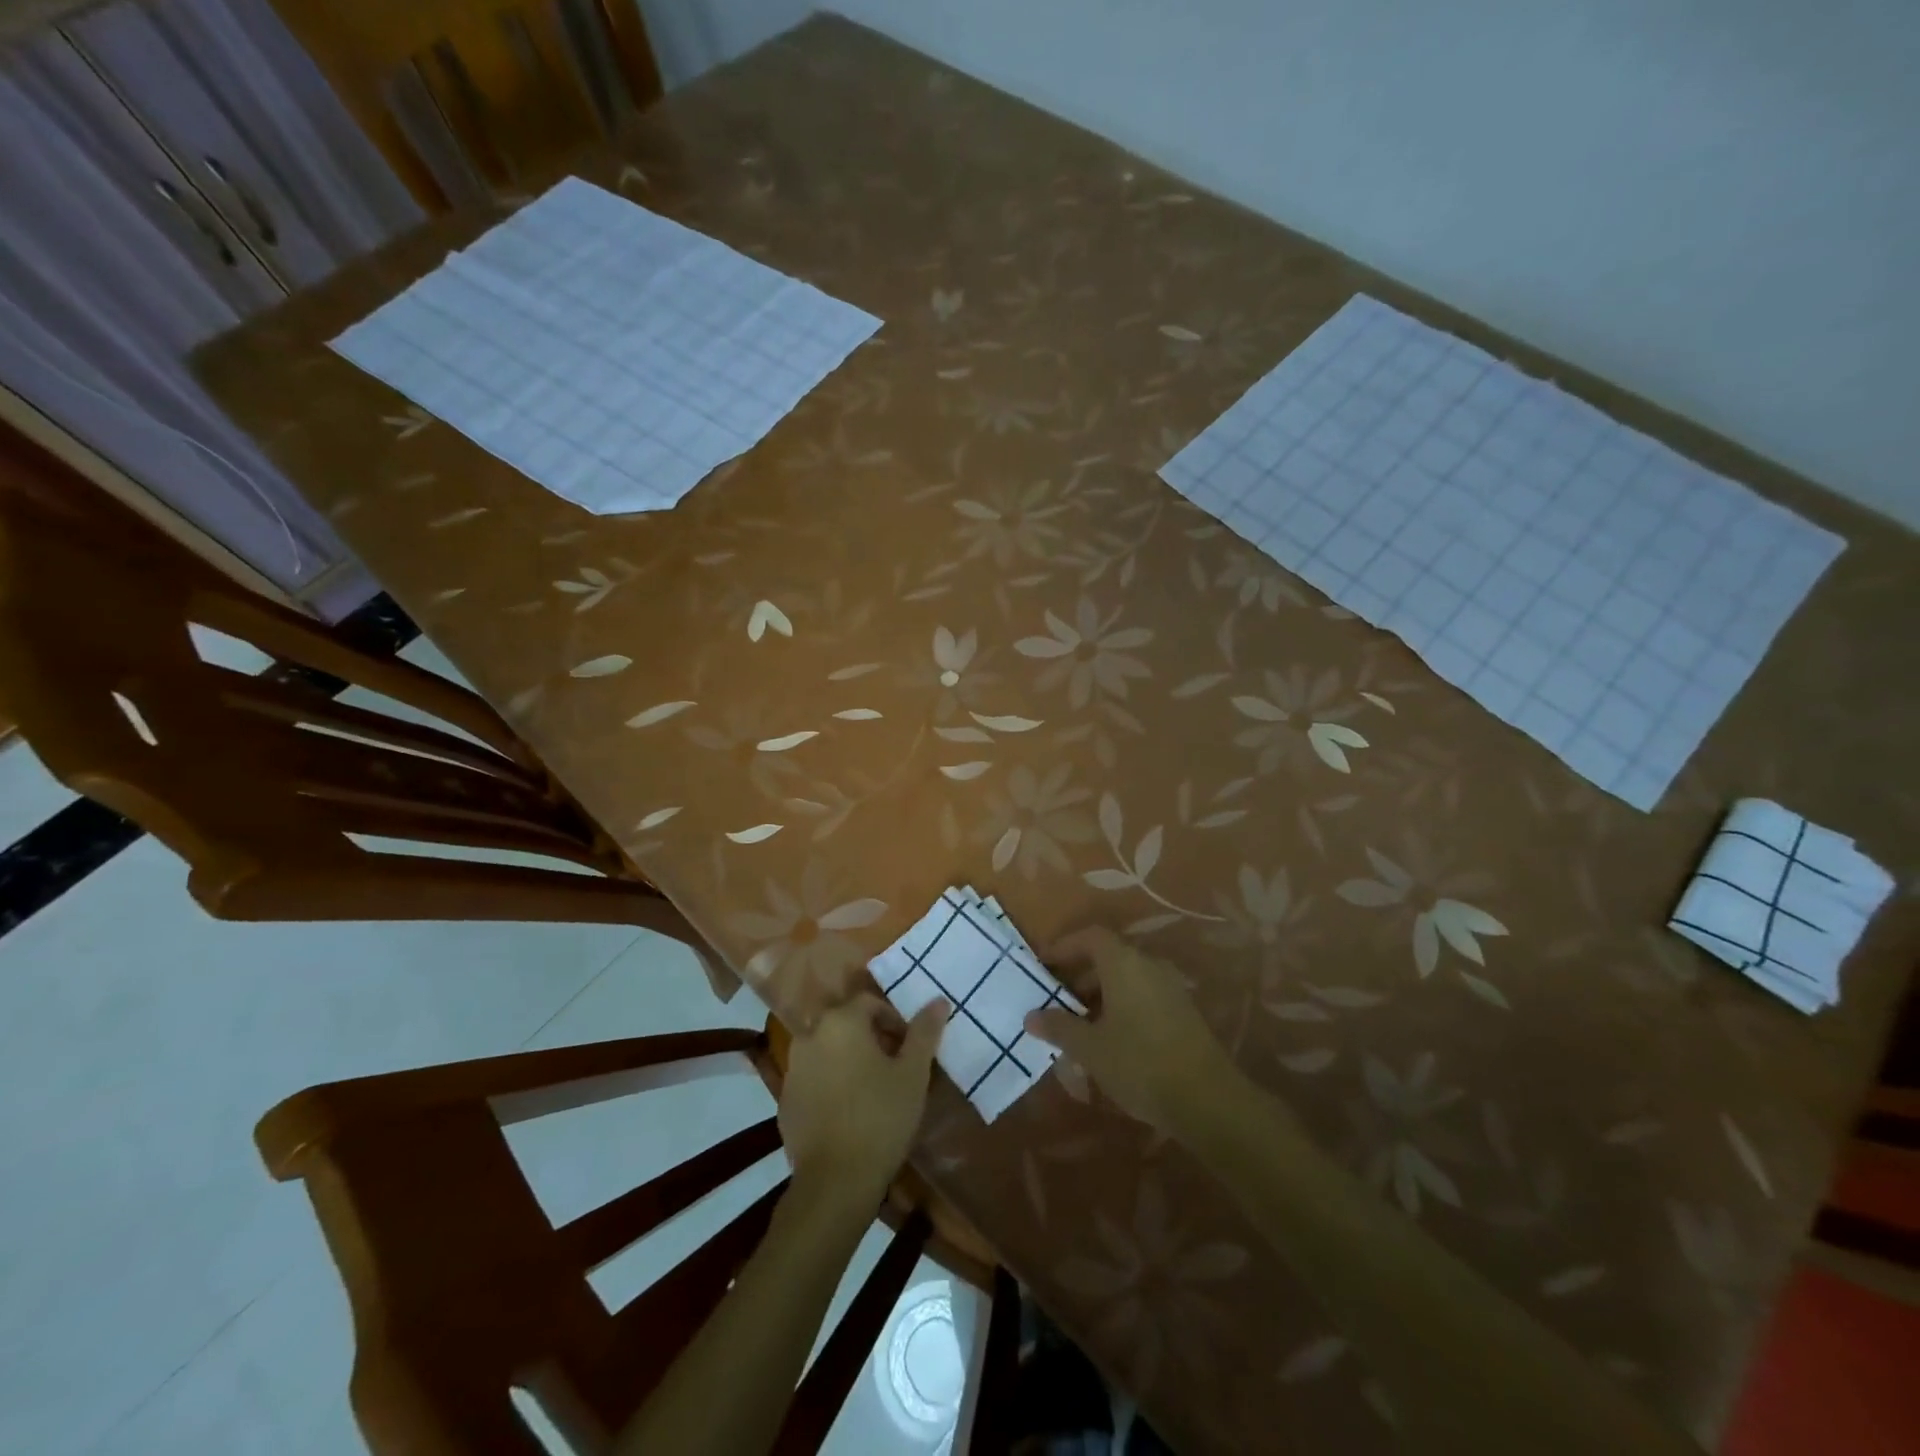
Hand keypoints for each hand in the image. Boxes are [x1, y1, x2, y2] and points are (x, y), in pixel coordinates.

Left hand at [779, 993, 948, 1205]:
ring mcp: (792, 1069)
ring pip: (828, 1050)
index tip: (910, 1047)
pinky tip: (850, 1111)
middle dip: (872, 1038)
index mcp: (840, 1022)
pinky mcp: (785, 1100)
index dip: (894, 1020)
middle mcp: (810, 1035)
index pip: (870, 1003)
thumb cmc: (880, 1118)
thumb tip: (938, 1001)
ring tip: (874, 1088)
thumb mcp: (913, 1074)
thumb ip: (924, 1033)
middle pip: (846, 1023)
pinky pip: (814, 1078)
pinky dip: (831, 1083)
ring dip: (850, 1058)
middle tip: (896, 1065)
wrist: (834, 1182)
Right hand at [1026, 925, 1240, 1131]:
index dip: (1064, 946)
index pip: (1090, 937)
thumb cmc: (1139, 1064)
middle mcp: (1149, 966)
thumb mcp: (1090, 1049)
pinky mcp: (1183, 1011)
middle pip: (1108, 956)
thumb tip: (1031, 1016)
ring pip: (1126, 978)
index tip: (1043, 965)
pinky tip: (1110, 1040)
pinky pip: (1143, 995)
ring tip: (1079, 1025)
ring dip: (1100, 994)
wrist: (1208, 1101)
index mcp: (1124, 963)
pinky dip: (1121, 1006)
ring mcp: (1170, 987)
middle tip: (1057, 1000)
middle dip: (1079, 975)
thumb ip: (1059, 1028)